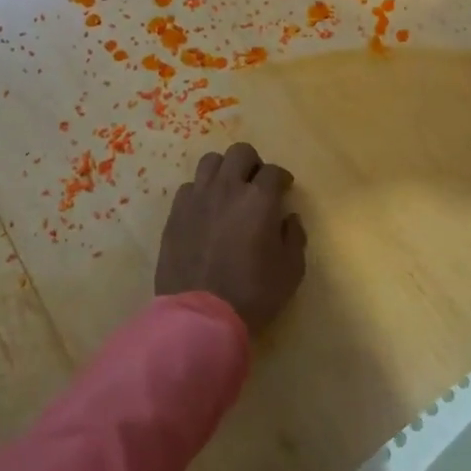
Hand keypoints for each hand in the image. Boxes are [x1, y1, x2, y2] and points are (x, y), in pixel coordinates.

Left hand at [155, 142, 306, 333]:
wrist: (201, 317)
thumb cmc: (252, 294)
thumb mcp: (291, 271)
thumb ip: (294, 237)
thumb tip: (288, 218)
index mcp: (259, 199)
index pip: (274, 171)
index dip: (281, 178)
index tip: (284, 189)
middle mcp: (227, 189)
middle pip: (240, 153)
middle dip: (253, 163)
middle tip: (256, 183)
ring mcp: (197, 198)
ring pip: (210, 162)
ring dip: (224, 170)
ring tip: (228, 189)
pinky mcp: (175, 214)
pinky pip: (189, 187)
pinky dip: (200, 191)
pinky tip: (205, 209)